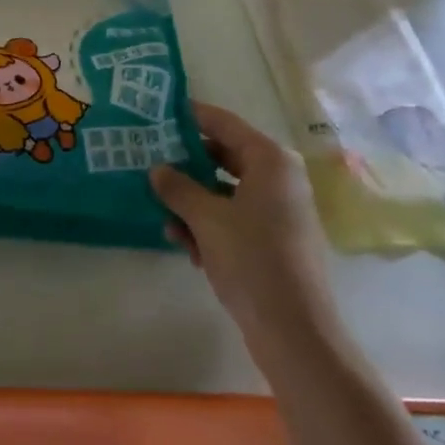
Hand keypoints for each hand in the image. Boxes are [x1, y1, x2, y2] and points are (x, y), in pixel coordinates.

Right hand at [152, 102, 336, 347]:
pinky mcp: (274, 239)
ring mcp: (279, 210)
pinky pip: (235, 218)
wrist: (294, 331)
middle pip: (224, 157)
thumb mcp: (207, 219)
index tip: (158, 113)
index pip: (224, 123)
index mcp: (270, 160)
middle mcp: (279, 178)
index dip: (191, 116)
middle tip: (149, 161)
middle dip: (187, 164)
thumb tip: (157, 169)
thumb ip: (179, 188)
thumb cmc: (252, 260)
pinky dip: (210, 225)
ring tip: (162, 214)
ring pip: (226, 191)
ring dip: (193, 201)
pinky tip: (184, 244)